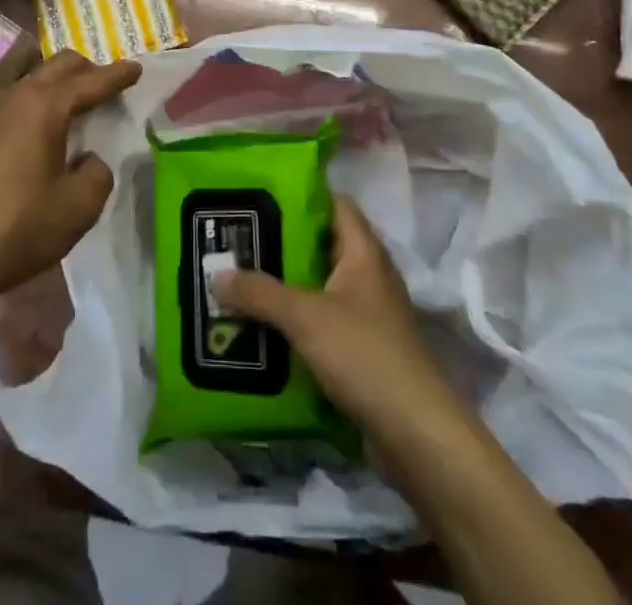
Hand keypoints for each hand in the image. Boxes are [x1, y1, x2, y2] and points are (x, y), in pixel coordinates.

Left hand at [0, 52, 139, 324]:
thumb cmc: (16, 228)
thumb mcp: (77, 207)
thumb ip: (97, 175)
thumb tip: (88, 160)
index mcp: (45, 106)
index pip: (91, 81)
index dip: (118, 75)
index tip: (137, 67)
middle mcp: (16, 98)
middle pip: (58, 66)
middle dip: (87, 70)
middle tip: (108, 86)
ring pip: (32, 81)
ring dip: (58, 86)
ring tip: (77, 109)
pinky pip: (15, 103)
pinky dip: (37, 105)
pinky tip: (41, 135)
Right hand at [210, 196, 456, 434]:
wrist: (416, 435)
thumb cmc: (364, 354)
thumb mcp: (304, 317)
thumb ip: (259, 292)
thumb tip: (215, 274)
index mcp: (364, 251)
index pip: (335, 203)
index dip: (302, 195)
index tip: (261, 196)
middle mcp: (369, 275)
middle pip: (322, 245)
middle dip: (282, 244)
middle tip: (238, 241)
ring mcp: (369, 314)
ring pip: (320, 286)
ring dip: (286, 286)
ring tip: (241, 282)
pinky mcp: (364, 350)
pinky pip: (323, 322)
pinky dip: (297, 322)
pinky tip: (263, 328)